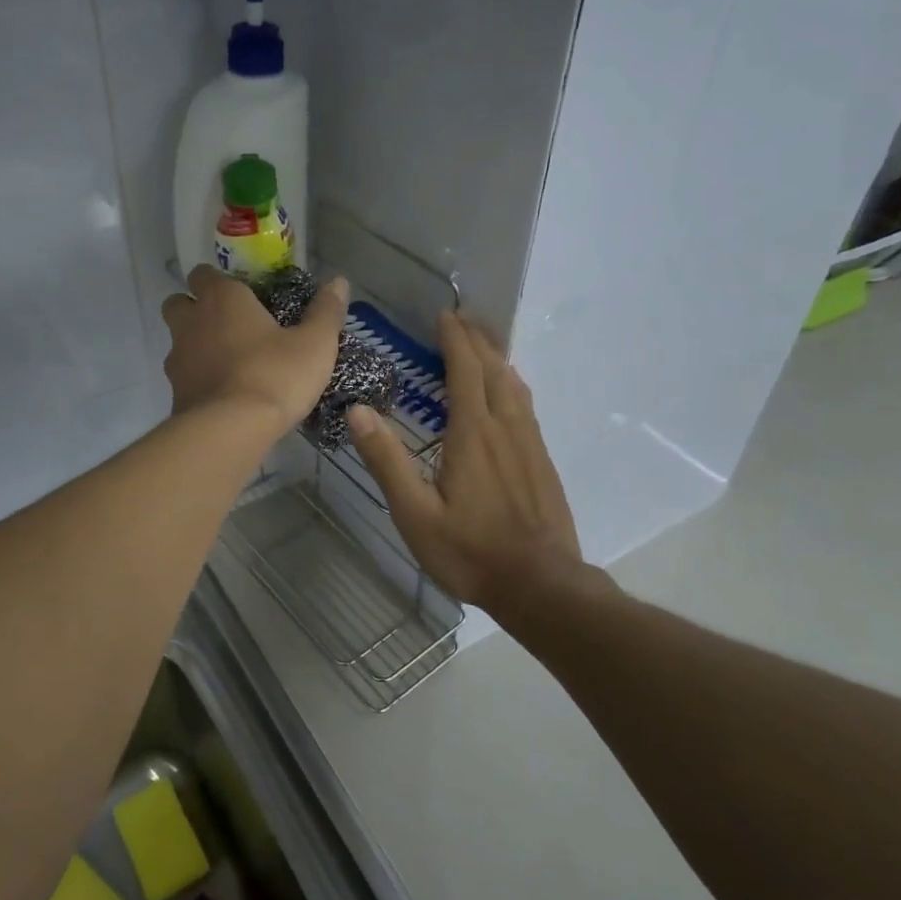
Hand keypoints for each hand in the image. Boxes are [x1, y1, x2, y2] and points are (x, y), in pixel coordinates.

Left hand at [161, 265, 347, 429]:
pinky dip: (197, 378)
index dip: (217, 280)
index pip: (204, 273)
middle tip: (227, 324)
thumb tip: (339, 282)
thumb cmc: (275, 375)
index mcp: (223, 299)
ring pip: (177, 340)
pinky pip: (183, 376)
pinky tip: (223, 393)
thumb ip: (326, 311)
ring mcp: (178, 358)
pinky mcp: (175, 392)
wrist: (231, 430)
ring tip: (227, 361)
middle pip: (178, 303)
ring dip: (195, 344)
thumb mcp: (315, 344)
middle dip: (194, 308)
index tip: (240, 293)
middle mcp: (192, 322)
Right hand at [347, 311, 584, 612]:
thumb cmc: (470, 552)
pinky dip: (512, 383)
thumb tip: (358, 411)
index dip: (455, 340)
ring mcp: (529, 443)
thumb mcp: (415, 514)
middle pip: (494, 369)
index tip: (445, 315)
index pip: (465, 370)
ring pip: (515, 385)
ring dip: (497, 357)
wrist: (541, 584)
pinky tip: (509, 392)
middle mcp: (505, 427)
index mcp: (472, 434)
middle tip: (462, 317)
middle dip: (477, 339)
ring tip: (484, 342)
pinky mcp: (542, 460)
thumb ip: (388, 461)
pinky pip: (526, 406)